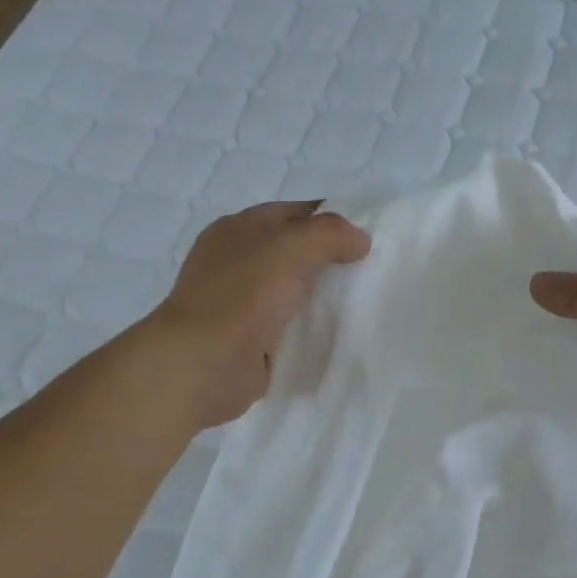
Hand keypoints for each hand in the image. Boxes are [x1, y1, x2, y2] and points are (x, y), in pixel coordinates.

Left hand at [145, 201, 371, 429]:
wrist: (205, 364)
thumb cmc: (243, 294)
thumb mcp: (291, 246)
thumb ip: (330, 234)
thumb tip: (360, 240)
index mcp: (238, 230)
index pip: (292, 213)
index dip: (329, 219)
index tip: (367, 236)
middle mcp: (238, 262)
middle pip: (294, 252)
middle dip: (330, 259)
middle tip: (371, 269)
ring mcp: (242, 303)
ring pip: (294, 291)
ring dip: (323, 296)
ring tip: (365, 301)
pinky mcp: (251, 340)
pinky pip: (290, 326)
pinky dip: (312, 328)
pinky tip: (341, 332)